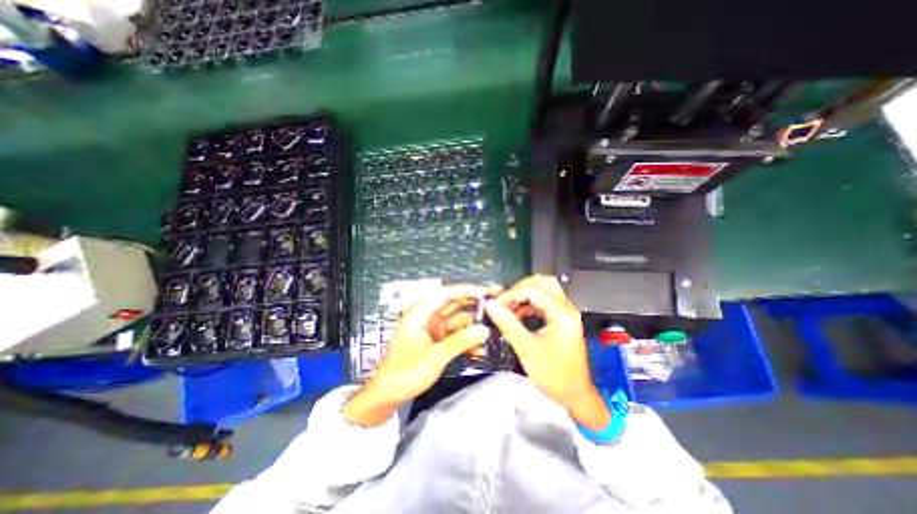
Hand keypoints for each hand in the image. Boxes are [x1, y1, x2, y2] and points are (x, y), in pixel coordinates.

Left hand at [344, 285, 498, 424]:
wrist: (389, 394)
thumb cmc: (406, 372)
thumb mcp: (435, 356)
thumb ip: (460, 341)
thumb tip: (485, 330)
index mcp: (420, 313)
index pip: (446, 294)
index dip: (466, 290)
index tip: (486, 290)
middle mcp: (428, 317)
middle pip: (454, 304)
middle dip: (474, 303)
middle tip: (496, 301)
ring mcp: (433, 329)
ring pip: (457, 320)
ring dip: (473, 324)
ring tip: (494, 325)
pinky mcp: (437, 340)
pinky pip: (456, 335)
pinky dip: (467, 339)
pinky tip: (481, 347)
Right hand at [483, 275, 610, 431]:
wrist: (575, 395)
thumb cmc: (556, 376)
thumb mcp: (527, 349)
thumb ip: (508, 324)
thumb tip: (491, 306)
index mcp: (562, 313)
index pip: (533, 290)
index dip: (511, 294)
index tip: (496, 303)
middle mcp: (566, 308)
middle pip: (541, 282)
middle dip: (519, 289)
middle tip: (503, 301)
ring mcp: (564, 313)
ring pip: (542, 290)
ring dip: (523, 296)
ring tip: (507, 308)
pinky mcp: (560, 319)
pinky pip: (542, 302)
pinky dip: (527, 304)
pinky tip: (517, 315)